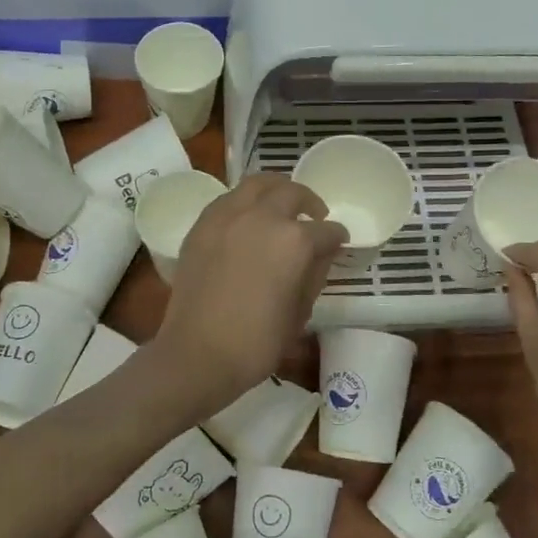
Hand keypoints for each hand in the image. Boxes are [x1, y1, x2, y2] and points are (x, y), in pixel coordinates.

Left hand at [146, 175, 346, 416]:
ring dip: (276, 190)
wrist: (198, 353)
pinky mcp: (201, 226)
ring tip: (281, 205)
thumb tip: (321, 254)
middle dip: (309, 202)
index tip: (339, 243)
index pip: (325, 231)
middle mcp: (262, 217)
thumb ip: (314, 275)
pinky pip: (228, 199)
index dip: (337, 238)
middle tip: (315, 216)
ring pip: (256, 184)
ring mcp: (227, 217)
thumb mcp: (300, 312)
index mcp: (294, 241)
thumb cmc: (258, 342)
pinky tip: (248, 219)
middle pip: (291, 193)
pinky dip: (244, 202)